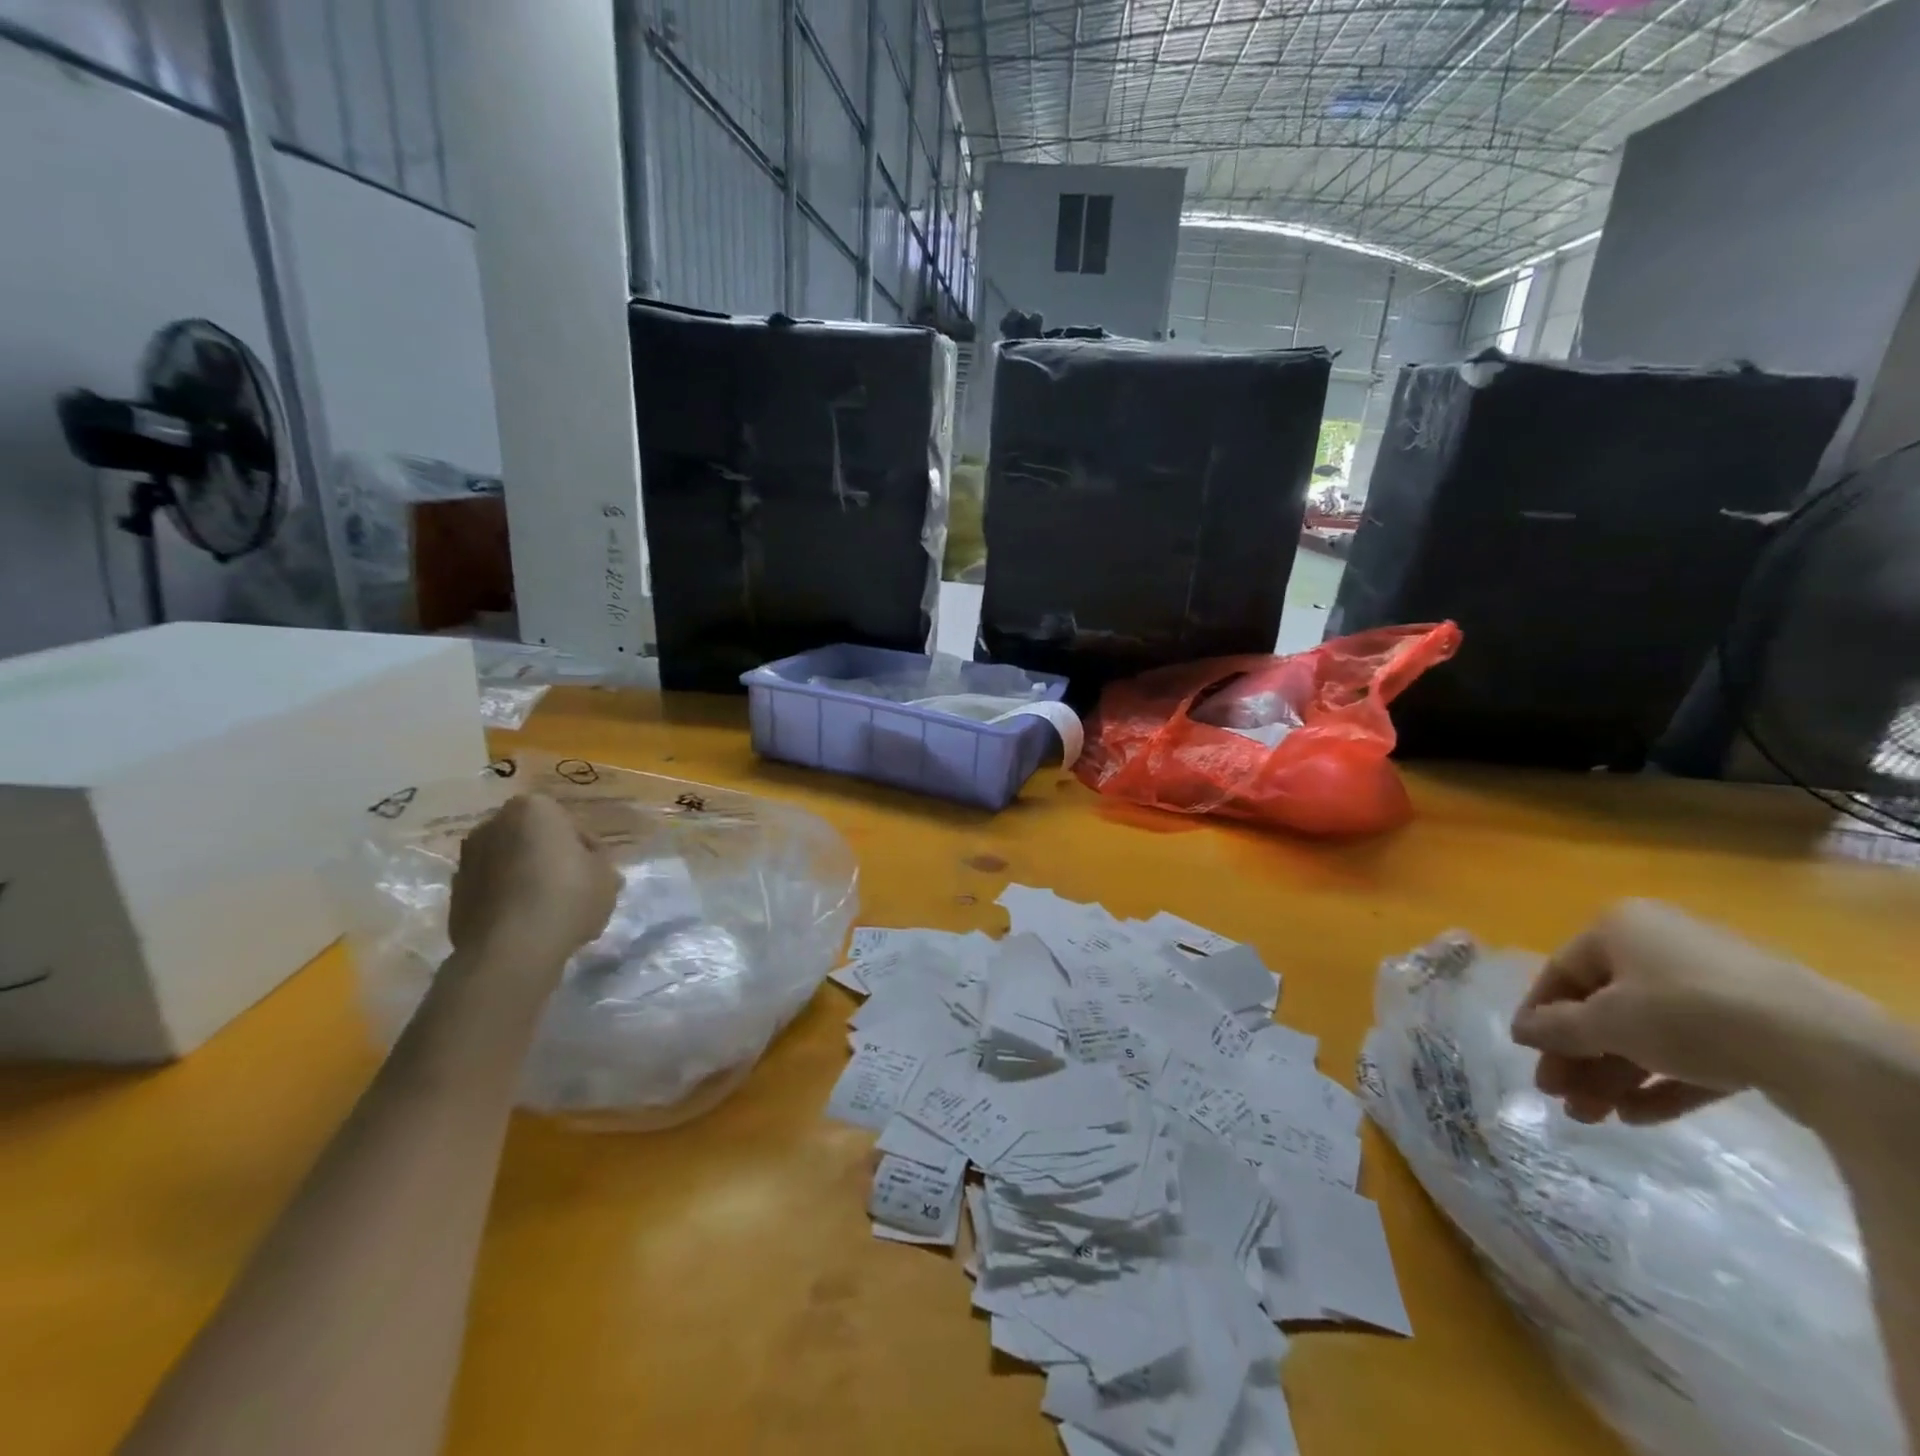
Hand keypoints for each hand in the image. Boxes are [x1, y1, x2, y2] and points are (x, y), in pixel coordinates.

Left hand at [448, 795, 620, 972]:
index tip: (594, 873)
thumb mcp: (607, 876)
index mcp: (533, 808)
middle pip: (534, 841)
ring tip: (550, 913)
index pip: (569, 823)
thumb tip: (589, 865)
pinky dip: (508, 902)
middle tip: (574, 889)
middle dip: (551, 860)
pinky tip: (527, 926)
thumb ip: (599, 862)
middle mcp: (493, 824)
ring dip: (527, 881)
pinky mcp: (454, 894)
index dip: (586, 850)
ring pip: (511, 866)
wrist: (511, 949)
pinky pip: (493, 891)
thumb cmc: (568, 896)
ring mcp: (467, 859)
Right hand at [1511, 899, 1844, 1124]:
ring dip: (1614, 1075)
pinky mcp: (1754, 1028)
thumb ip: (1557, 1028)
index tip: (1526, 1055)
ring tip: (1593, 1118)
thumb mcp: (1607, 1022)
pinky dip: (1662, 1082)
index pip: (1561, 973)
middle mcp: (1660, 946)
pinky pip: (1692, 1053)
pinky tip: (1637, 1117)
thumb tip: (1519, 1031)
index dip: (1539, 1016)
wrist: (1822, 1048)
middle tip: (1559, 1097)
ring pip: (1647, 1034)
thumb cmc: (1686, 1013)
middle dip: (1579, 1057)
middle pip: (1604, 1007)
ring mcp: (1713, 987)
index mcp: (1619, 928)